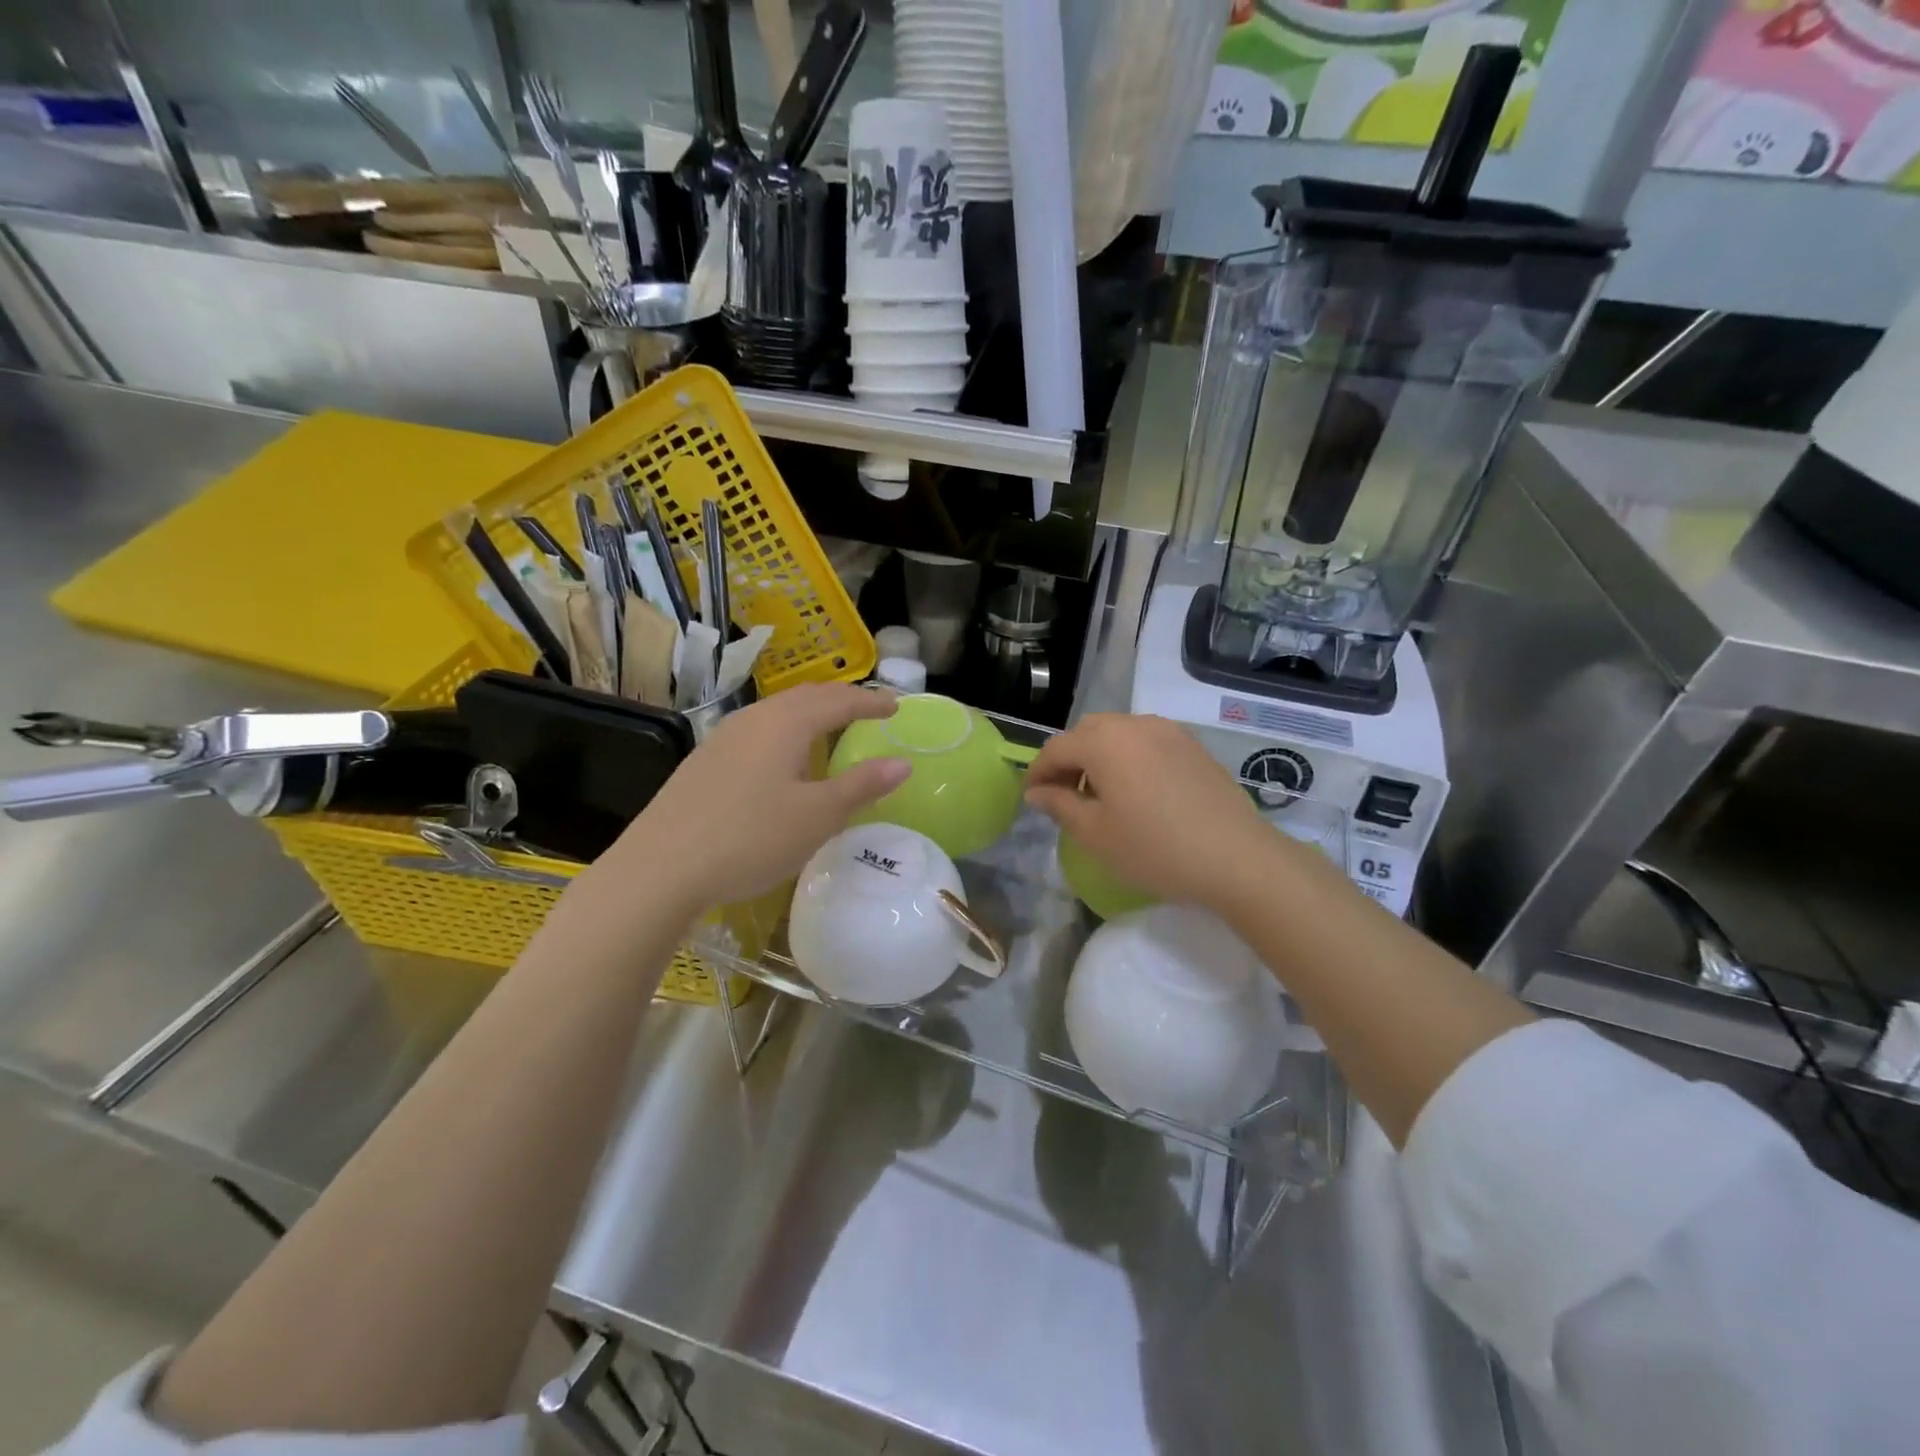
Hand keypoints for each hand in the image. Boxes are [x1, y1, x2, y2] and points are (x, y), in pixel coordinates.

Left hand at [594, 684, 907, 916]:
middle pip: (805, 697)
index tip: (896, 706)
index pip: (839, 701)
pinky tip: (782, 761)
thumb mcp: (817, 817)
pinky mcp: (704, 762)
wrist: (660, 868)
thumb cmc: (750, 838)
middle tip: (867, 710)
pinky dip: (785, 733)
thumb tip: (902, 763)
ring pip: (777, 713)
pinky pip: (757, 732)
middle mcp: (753, 719)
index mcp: (785, 723)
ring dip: (810, 714)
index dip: (871, 702)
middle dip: (840, 700)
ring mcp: (723, 738)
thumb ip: (861, 786)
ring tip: (830, 730)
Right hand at [1024, 713, 1309, 912]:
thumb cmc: (1155, 848)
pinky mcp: (1192, 745)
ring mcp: (1168, 731)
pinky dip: (1129, 757)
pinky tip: (1138, 792)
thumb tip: (1037, 792)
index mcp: (1103, 741)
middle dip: (1069, 760)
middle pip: (1087, 733)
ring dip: (1100, 756)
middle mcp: (1133, 724)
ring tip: (1103, 796)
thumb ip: (1059, 805)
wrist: (1236, 857)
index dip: (1038, 772)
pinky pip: (1146, 741)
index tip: (1032, 798)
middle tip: (1065, 797)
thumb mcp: (1095, 834)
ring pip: (1118, 733)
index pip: (1056, 748)